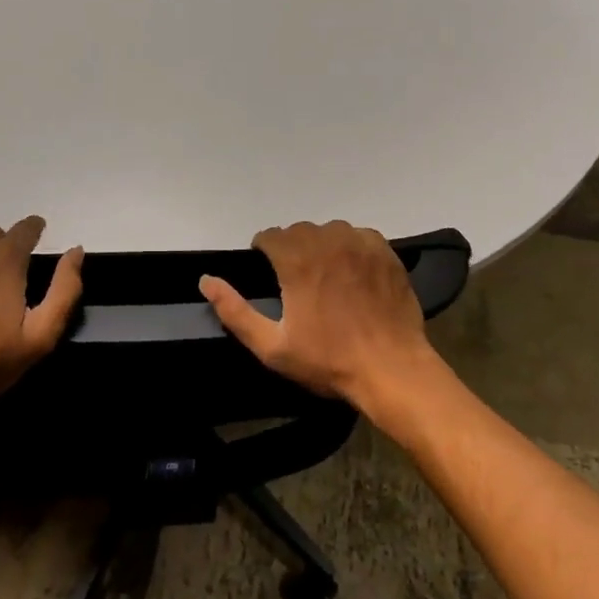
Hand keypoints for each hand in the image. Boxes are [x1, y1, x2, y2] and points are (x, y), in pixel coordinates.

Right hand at [199, 220, 442, 414]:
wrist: (391, 368)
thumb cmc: (328, 360)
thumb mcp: (272, 346)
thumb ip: (235, 311)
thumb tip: (206, 280)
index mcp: (297, 260)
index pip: (270, 236)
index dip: (264, 251)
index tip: (268, 272)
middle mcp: (328, 241)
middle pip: (299, 230)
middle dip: (292, 248)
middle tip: (296, 280)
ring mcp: (360, 243)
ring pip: (330, 230)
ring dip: (322, 245)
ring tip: (326, 275)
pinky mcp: (385, 251)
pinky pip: (360, 236)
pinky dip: (351, 247)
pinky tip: (354, 274)